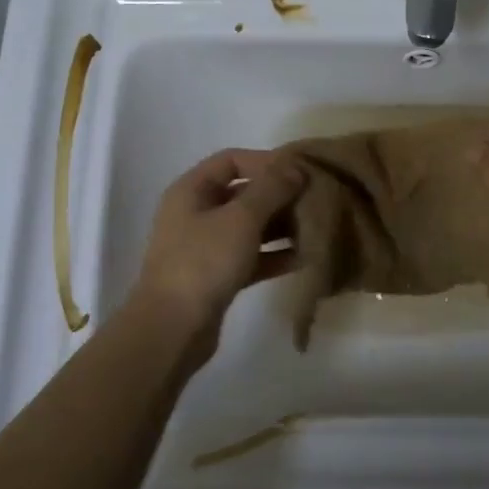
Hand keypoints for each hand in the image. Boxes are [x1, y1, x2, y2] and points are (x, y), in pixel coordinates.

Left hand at [129, 148, 305, 343]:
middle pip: (243, 193)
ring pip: (250, 227)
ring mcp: (205, 247)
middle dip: (279, 195)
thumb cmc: (204, 262)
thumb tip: (295, 167)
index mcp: (192, 190)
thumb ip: (271, 188)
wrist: (172, 328)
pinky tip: (305, 257)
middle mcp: (196, 213)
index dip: (266, 161)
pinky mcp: (217, 276)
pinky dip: (275, 255)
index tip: (300, 172)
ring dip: (281, 226)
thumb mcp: (241, 218)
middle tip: (315, 200)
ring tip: (316, 227)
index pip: (232, 160)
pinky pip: (251, 257)